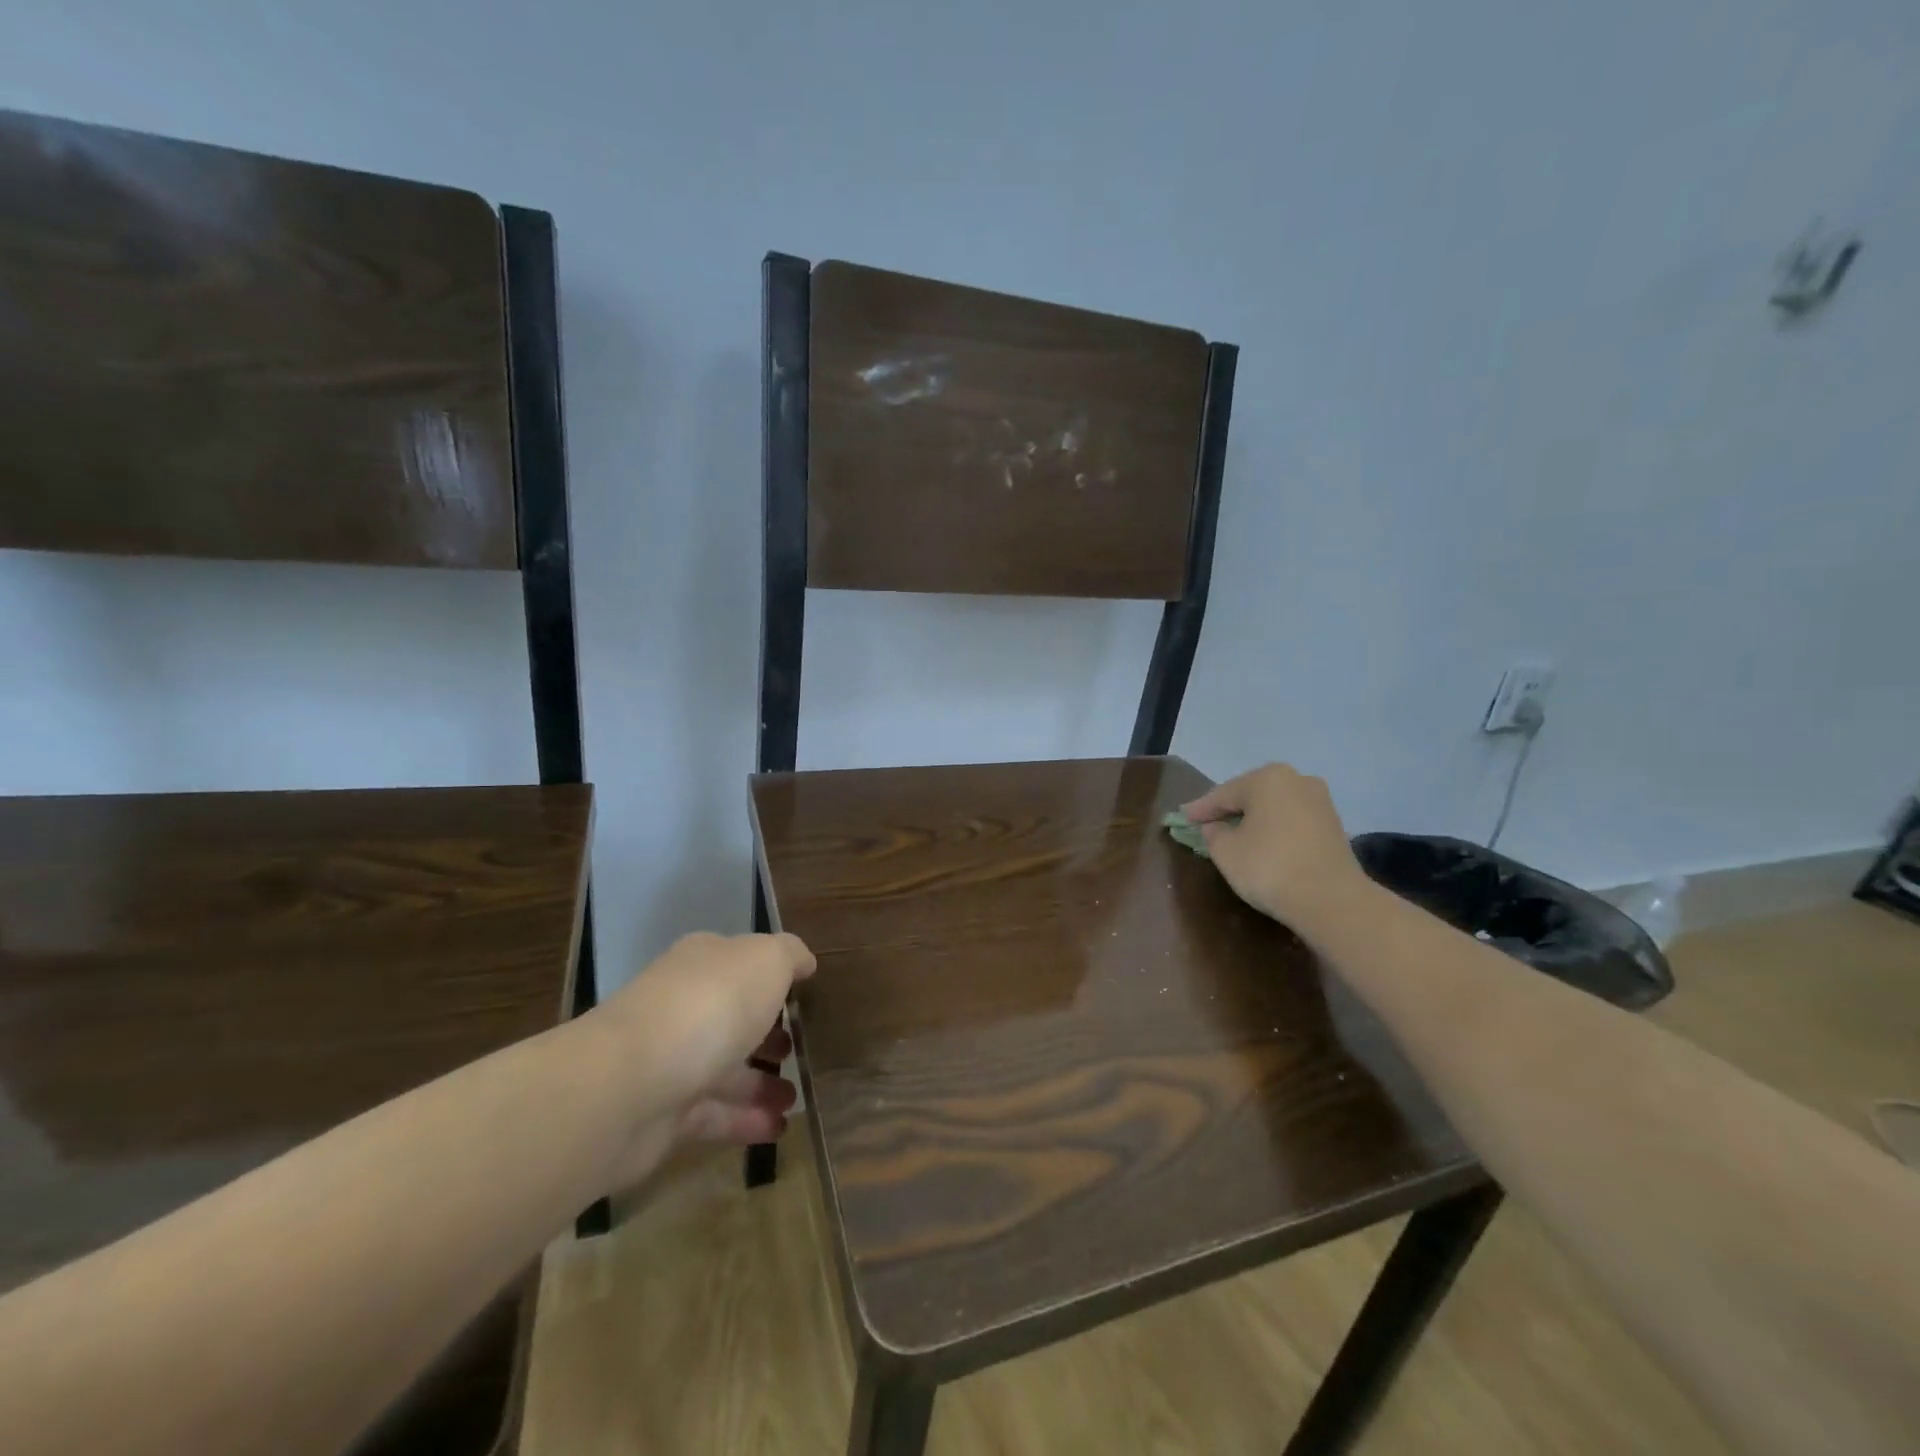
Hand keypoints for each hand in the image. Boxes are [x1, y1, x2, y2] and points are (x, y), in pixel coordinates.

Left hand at [585, 931, 815, 1187]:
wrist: (630, 1084)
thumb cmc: (710, 1006)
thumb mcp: (767, 961)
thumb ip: (790, 956)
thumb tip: (804, 962)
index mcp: (703, 962)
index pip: (739, 961)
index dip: (771, 976)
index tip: (802, 996)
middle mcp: (683, 1005)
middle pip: (730, 1017)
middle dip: (765, 1033)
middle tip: (799, 1049)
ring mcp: (670, 1060)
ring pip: (724, 1069)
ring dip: (761, 1083)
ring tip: (797, 1099)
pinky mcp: (663, 1115)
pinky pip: (714, 1115)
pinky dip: (746, 1121)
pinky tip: (779, 1129)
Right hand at [1182, 763, 1369, 930]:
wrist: (1332, 900)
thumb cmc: (1269, 867)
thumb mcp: (1225, 851)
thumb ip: (1212, 833)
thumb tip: (1215, 826)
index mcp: (1267, 778)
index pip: (1223, 794)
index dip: (1200, 809)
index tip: (1182, 818)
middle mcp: (1297, 779)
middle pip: (1251, 795)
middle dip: (1229, 810)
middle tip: (1206, 823)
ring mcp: (1320, 801)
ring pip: (1274, 807)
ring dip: (1254, 819)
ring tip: (1234, 834)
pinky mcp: (1334, 824)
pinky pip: (1292, 821)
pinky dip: (1275, 829)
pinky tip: (1263, 843)